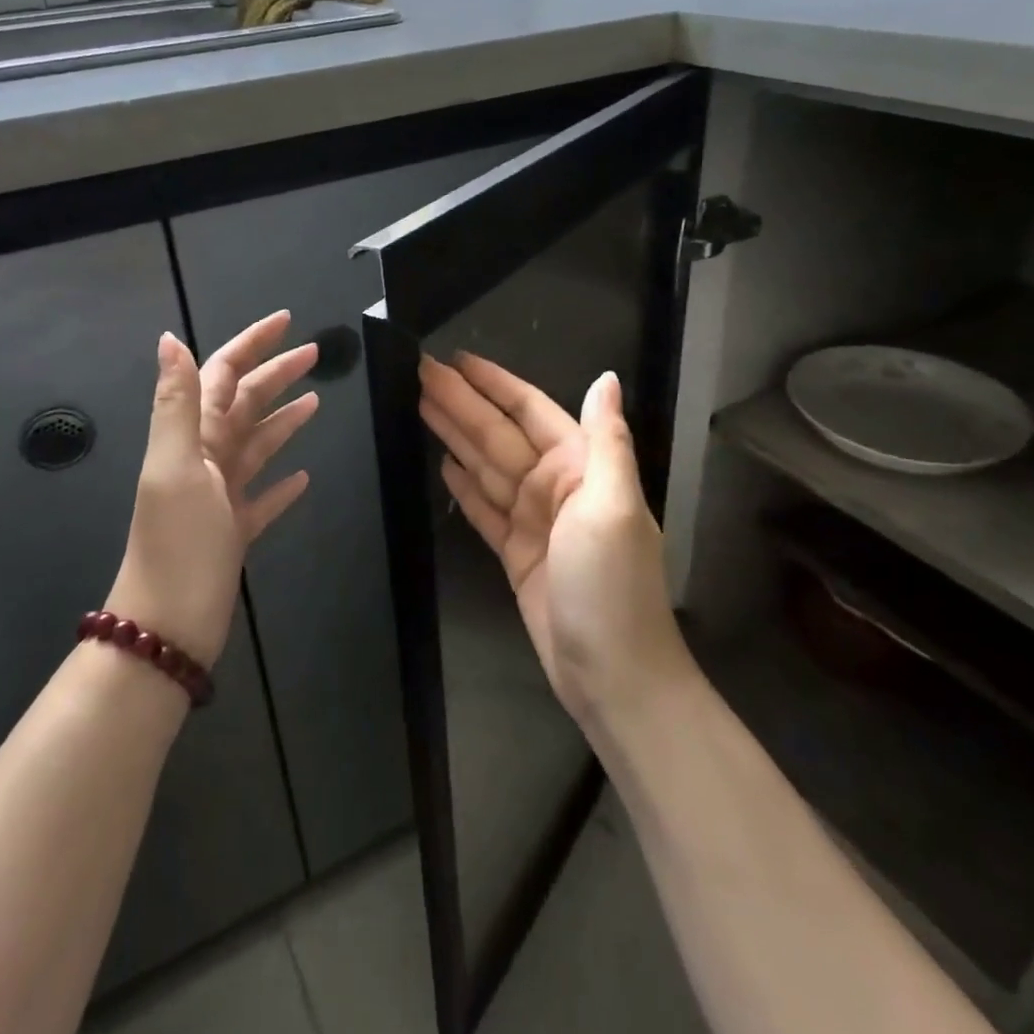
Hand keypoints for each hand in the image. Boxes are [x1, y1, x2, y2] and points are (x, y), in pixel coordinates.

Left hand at [107, 313, 318, 667]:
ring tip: (315, 403)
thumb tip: (170, 338)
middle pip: (246, 404)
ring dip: (284, 420)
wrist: (168, 624)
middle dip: (276, 374)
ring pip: (257, 445)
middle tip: (314, 354)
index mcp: (193, 438)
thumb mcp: (176, 465)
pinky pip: (263, 496)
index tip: (286, 321)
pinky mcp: (235, 530)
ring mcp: (222, 495)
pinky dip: (282, 483)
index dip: (252, 345)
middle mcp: (206, 458)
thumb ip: (177, 403)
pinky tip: (303, 478)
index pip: (223, 375)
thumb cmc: (177, 542)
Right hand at [419, 353, 690, 730]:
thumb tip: (607, 377)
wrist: (612, 674)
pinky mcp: (513, 552)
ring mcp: (531, 520)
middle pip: (497, 434)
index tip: (457, 359)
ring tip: (419, 405)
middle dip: (460, 402)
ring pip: (485, 465)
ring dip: (453, 435)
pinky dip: (463, 485)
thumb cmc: (613, 585)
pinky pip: (482, 507)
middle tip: (418, 372)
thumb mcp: (615, 506)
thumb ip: (606, 440)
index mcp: (579, 467)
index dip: (493, 383)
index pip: (529, 410)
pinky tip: (443, 463)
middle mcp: (554, 486)